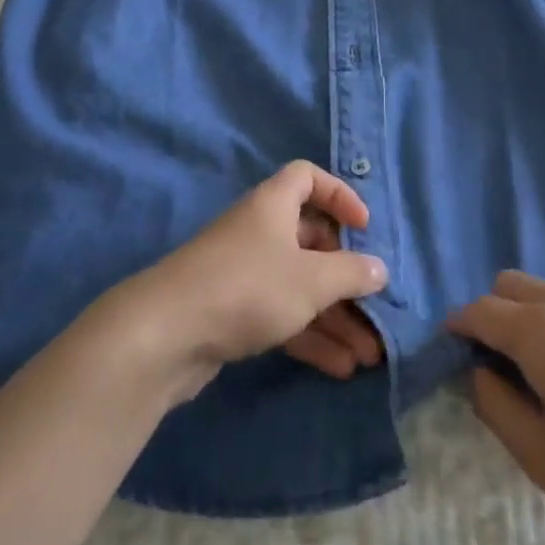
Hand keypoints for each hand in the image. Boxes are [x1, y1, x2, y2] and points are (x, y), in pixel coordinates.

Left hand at [123, 162, 389, 398]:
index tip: (363, 226)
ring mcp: (243, 272)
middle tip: (375, 306)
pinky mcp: (232, 311)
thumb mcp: (311, 279)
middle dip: (346, 276)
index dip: (339, 194)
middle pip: (310, 240)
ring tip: (369, 355)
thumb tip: (379, 269)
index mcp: (274, 205)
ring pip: (300, 285)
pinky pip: (281, 314)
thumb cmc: (248, 287)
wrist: (164, 335)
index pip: (308, 177)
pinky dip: (309, 335)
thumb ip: (351, 273)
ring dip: (334, 317)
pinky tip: (339, 367)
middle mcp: (259, 231)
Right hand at [447, 271, 544, 544]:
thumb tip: (480, 373)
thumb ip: (496, 407)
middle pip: (511, 285)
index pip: (480, 310)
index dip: (459, 326)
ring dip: (535, 320)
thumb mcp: (542, 458)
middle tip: (504, 364)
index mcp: (539, 332)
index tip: (454, 348)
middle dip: (494, 313)